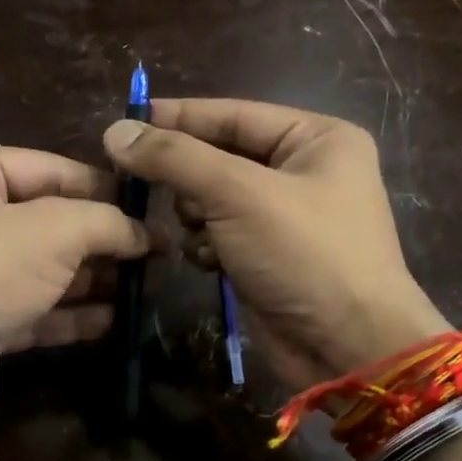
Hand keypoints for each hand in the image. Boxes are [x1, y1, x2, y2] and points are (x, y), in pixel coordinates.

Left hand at [0, 144, 149, 393]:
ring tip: (142, 287)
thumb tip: (144, 232)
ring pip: (44, 268)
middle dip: (102, 239)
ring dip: (92, 278)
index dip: (106, 188)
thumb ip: (105, 221)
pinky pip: (33, 306)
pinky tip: (112, 320)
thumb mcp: (51, 232)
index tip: (152, 209)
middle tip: (155, 254)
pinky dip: (70, 312)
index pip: (53, 168)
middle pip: (50, 220)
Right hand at [103, 98, 448, 389]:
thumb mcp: (238, 194)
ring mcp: (285, 218)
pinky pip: (220, 235)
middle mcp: (303, 172)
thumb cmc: (304, 254)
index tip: (124, 122)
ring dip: (196, 215)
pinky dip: (208, 245)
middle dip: (188, 177)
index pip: (233, 114)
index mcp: (316, 139)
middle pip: (220, 157)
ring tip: (198, 230)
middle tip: (148, 187)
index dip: (178, 117)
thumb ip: (175, 158)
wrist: (346, 346)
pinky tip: (210, 261)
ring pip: (214, 199)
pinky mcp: (268, 257)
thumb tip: (115, 131)